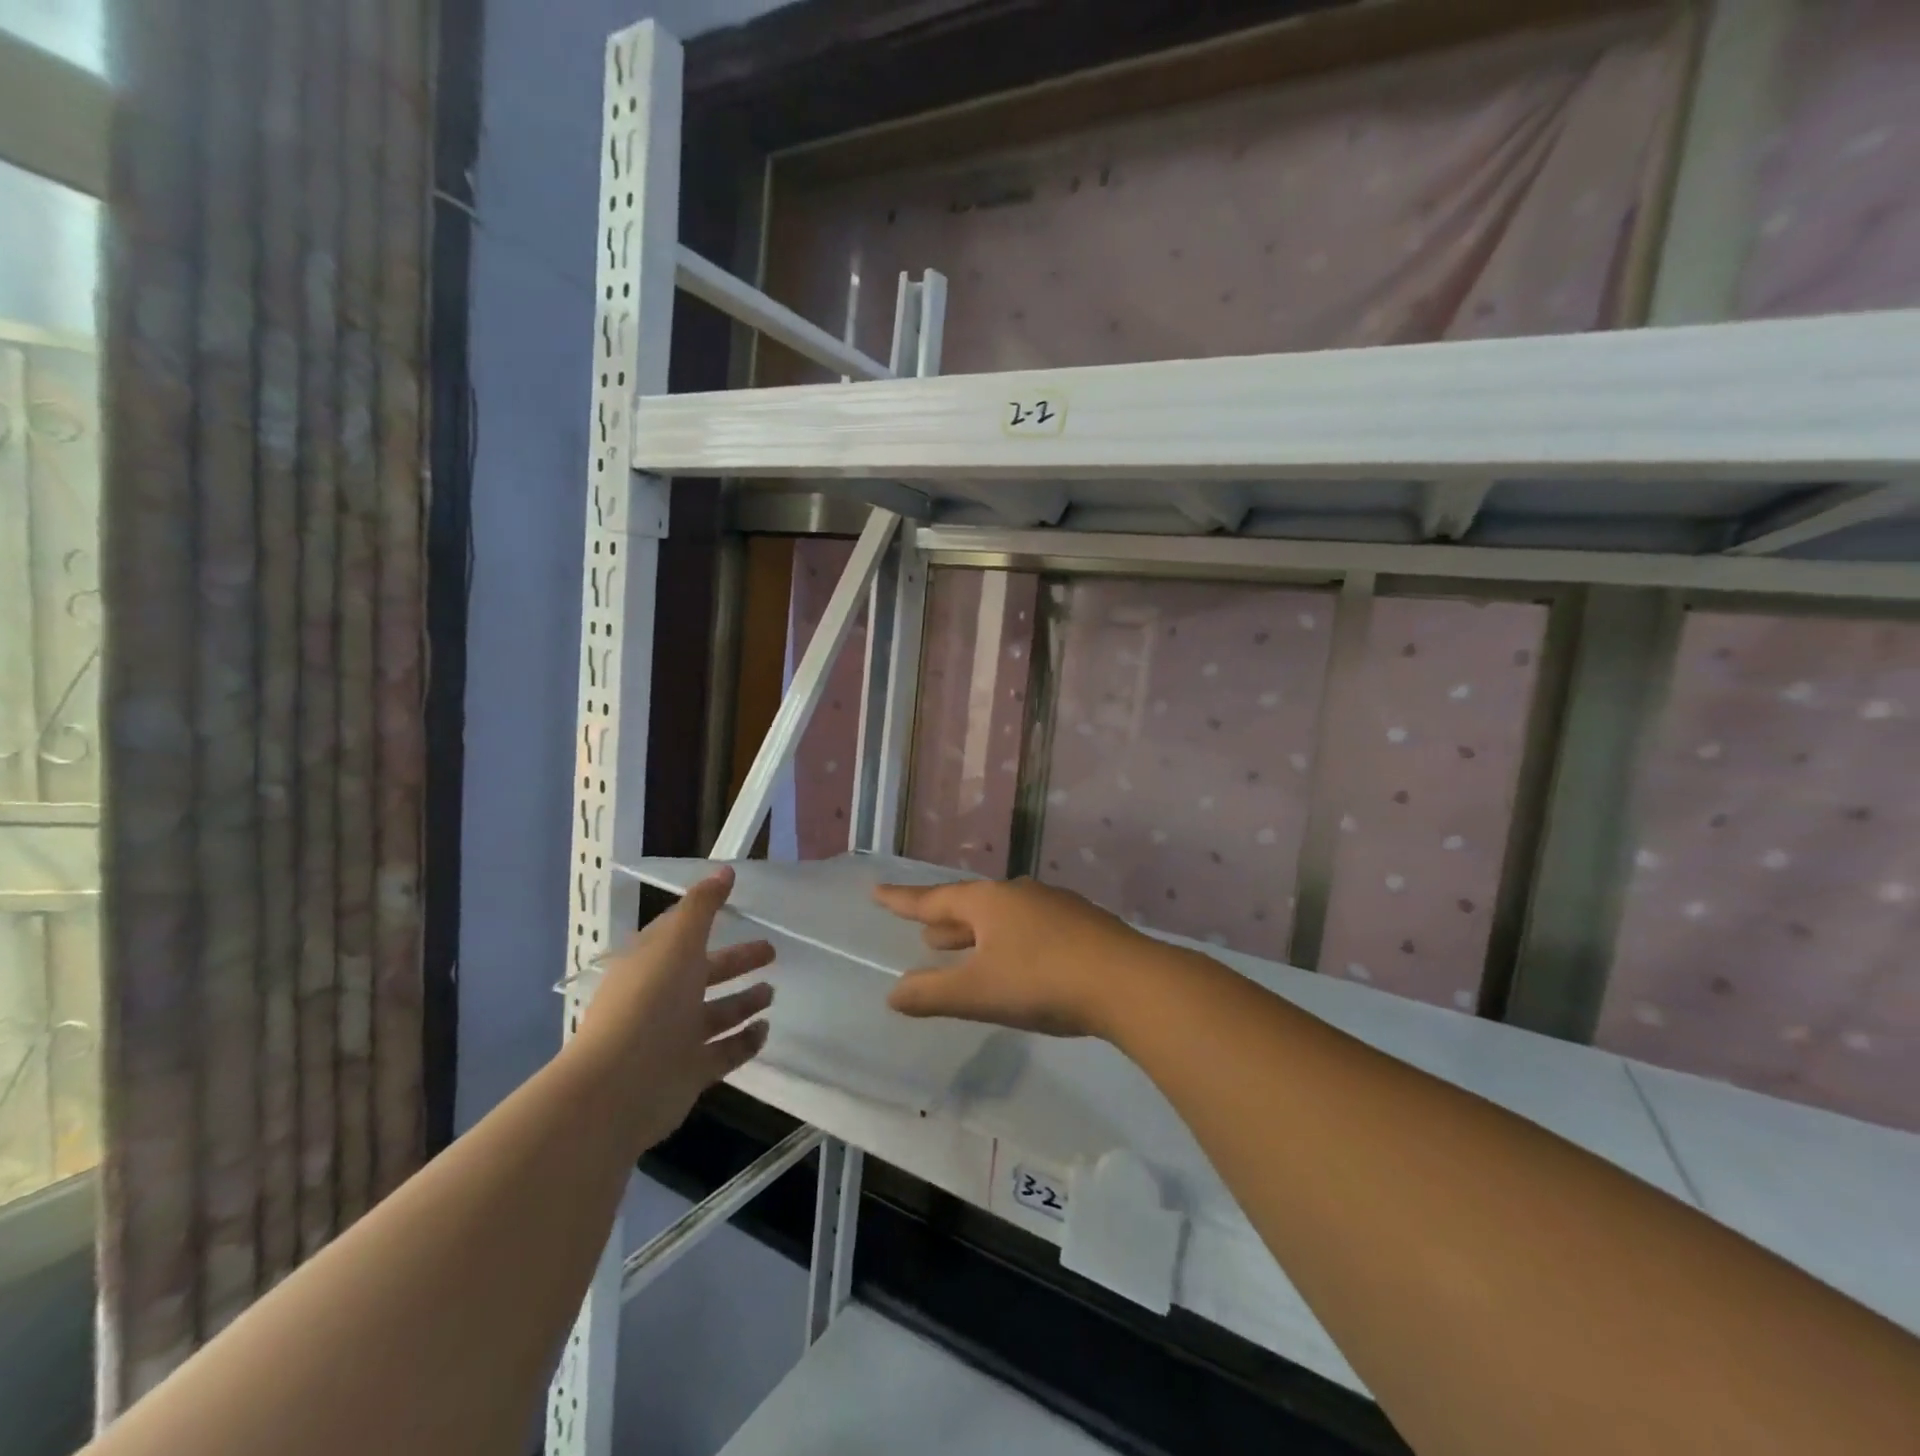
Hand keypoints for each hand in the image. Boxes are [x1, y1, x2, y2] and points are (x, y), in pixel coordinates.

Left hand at [568, 868, 774, 1152]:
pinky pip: (723, 1052)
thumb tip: (725, 870)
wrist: (618, 1087)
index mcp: (652, 962)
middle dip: (736, 961)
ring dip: (743, 1002)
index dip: (704, 919)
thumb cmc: (649, 1002)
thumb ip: (703, 905)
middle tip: (770, 952)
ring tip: (771, 992)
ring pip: (715, 1014)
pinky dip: (744, 1041)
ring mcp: (674, 1038)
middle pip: (704, 973)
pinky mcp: (688, 1073)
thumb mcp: (678, 941)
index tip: (735, 907)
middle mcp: (662, 997)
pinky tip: (765, 1031)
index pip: (678, 934)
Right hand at [873, 877, 1156, 1039]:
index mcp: (988, 902)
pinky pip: (1031, 928)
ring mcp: (1055, 906)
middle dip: (945, 920)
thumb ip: (932, 994)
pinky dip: (1010, 940)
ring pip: (1003, 916)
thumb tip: (892, 994)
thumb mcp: (978, 992)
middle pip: (971, 905)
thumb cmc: (1041, 982)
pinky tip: (1020, 959)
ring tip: (963, 945)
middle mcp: (1019, 895)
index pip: (933, 899)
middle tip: (924, 929)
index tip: (876, 891)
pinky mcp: (1082, 925)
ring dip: (978, 931)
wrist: (1126, 982)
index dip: (902, 900)